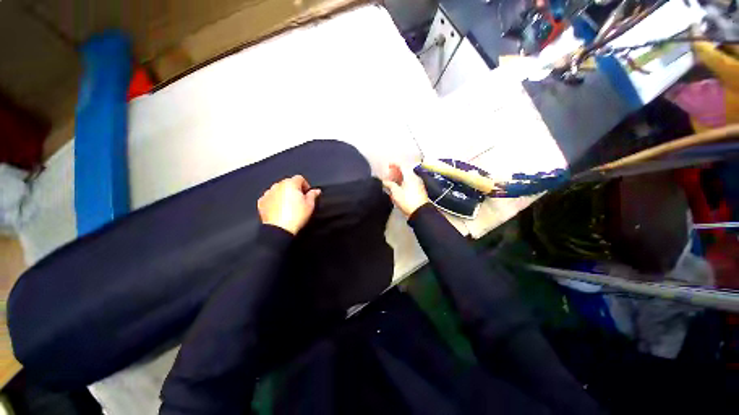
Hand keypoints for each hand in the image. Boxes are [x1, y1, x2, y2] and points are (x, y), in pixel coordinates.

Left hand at [258, 175, 320, 234]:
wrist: (280, 229)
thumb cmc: (297, 216)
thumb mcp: (310, 205)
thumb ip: (313, 195)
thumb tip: (316, 190)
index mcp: (290, 184)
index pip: (300, 178)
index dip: (305, 185)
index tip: (307, 194)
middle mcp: (278, 185)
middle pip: (288, 183)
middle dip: (294, 189)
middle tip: (299, 201)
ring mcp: (268, 193)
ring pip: (278, 189)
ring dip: (284, 194)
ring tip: (289, 205)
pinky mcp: (261, 202)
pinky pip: (270, 197)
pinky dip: (275, 200)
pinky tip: (279, 209)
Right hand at [382, 163, 429, 216]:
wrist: (420, 212)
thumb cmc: (408, 201)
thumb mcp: (396, 192)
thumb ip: (389, 184)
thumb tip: (384, 181)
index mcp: (410, 176)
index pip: (402, 165)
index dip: (394, 164)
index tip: (388, 165)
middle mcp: (415, 178)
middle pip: (405, 171)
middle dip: (396, 172)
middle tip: (389, 175)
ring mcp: (418, 184)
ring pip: (407, 177)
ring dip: (399, 178)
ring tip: (392, 182)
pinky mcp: (419, 190)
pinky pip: (410, 183)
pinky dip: (403, 183)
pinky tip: (398, 188)